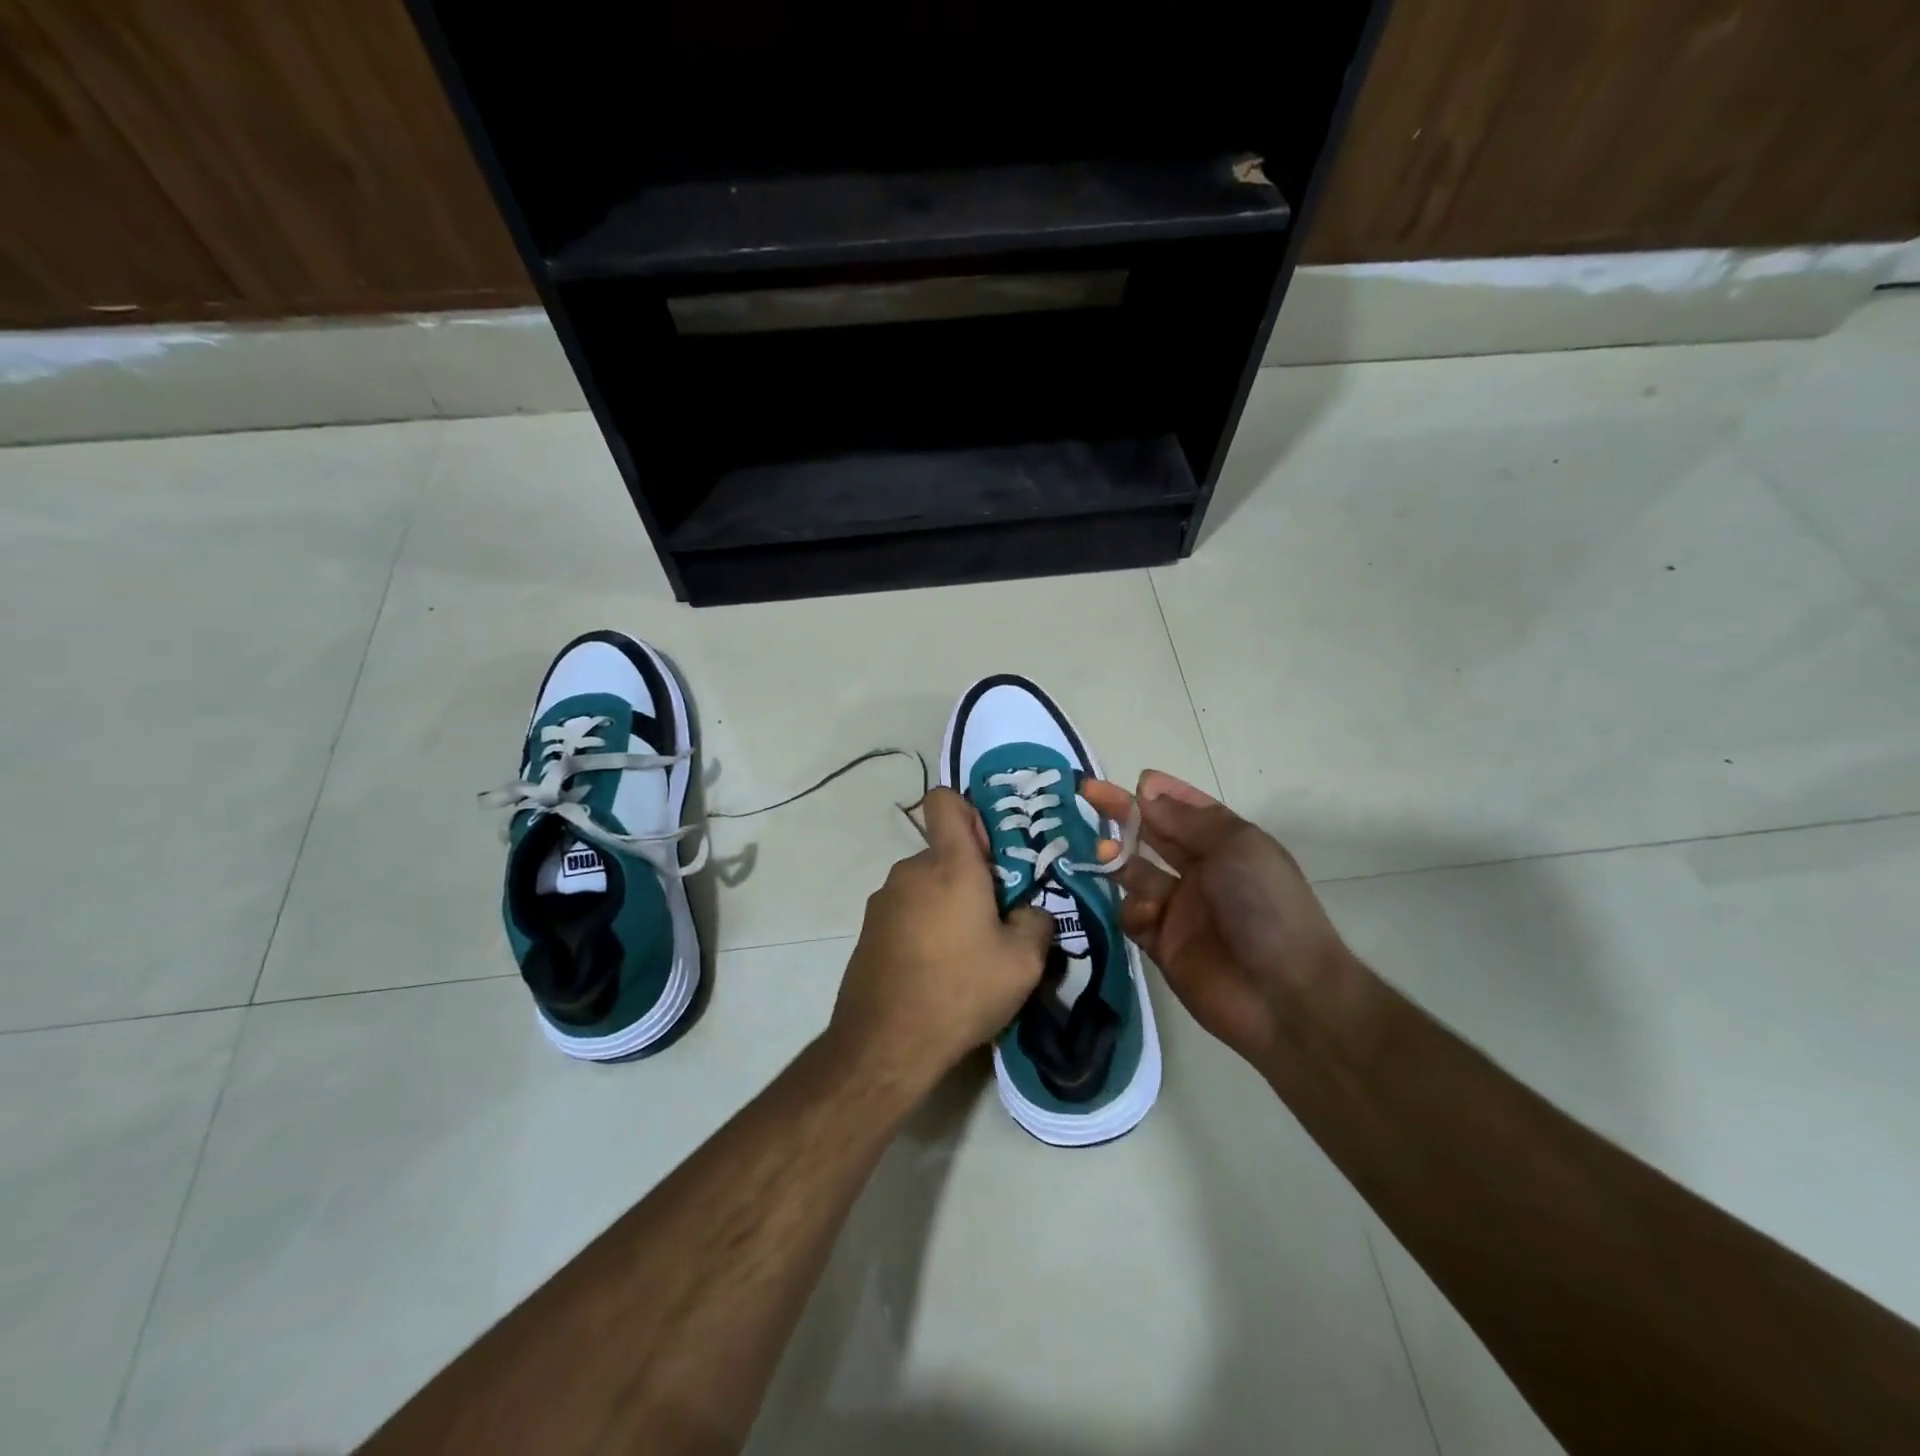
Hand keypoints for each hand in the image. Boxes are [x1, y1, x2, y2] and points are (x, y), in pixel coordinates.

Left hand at [829, 787, 1053, 1090]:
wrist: (885, 1044)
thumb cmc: (961, 990)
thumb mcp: (1024, 963)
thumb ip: (1036, 922)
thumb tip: (1027, 911)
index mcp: (950, 865)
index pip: (945, 801)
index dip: (969, 813)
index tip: (991, 853)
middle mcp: (910, 871)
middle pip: (944, 853)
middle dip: (970, 877)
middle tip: (994, 921)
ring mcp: (883, 900)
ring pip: (926, 886)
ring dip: (947, 906)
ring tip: (966, 955)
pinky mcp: (868, 930)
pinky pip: (906, 912)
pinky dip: (923, 928)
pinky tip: (936, 971)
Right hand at [1081, 772, 1354, 1070]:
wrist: (1282, 994)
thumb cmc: (1264, 906)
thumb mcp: (1235, 846)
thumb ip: (1186, 819)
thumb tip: (1148, 790)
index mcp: (1227, 846)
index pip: (1189, 811)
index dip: (1162, 794)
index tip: (1135, 779)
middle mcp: (1202, 873)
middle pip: (1154, 836)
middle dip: (1125, 815)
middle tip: (1089, 794)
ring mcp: (1180, 910)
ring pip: (1136, 874)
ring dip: (1118, 858)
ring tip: (1103, 852)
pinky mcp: (1162, 945)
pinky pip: (1134, 917)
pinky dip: (1133, 909)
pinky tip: (1145, 913)